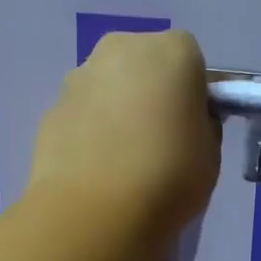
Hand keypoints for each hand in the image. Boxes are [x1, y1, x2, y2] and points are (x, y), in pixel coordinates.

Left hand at [27, 31, 220, 239]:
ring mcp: (79, 76)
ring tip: (123, 160)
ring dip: (116, 109)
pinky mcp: (50, 109)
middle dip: (150, 91)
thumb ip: (201, 123)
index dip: (193, 92)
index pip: (191, 60)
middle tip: (158, 139)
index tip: (192, 125)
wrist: (95, 211)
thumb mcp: (210, 151)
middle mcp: (122, 49)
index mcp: (172, 51)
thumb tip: (184, 119)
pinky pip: (82, 113)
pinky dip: (89, 131)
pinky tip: (96, 169)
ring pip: (107, 86)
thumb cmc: (169, 175)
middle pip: (143, 63)